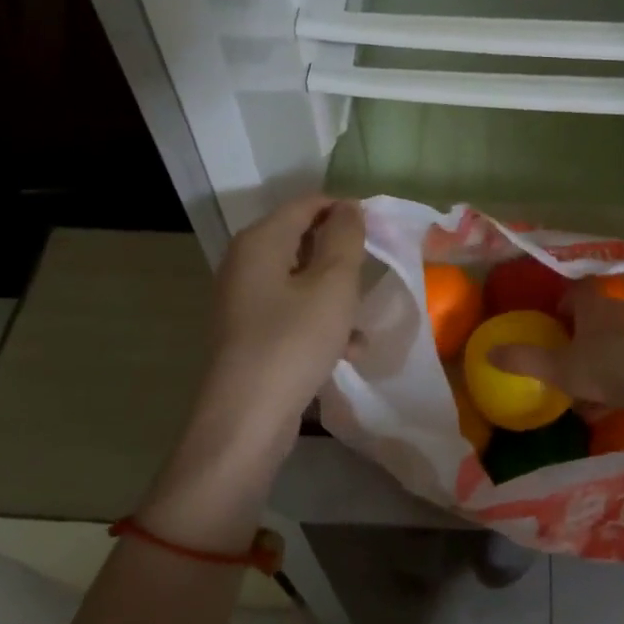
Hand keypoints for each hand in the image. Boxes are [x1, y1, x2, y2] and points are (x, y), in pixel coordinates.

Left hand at [137, 197, 365, 554]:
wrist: (245, 420)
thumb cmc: (294, 342)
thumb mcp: (333, 285)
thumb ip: (345, 238)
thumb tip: (348, 208)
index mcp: (260, 240)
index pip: (307, 203)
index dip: (344, 210)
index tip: (379, 231)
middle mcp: (245, 262)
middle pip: (301, 238)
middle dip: (340, 252)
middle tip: (374, 270)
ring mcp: (243, 299)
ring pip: (300, 277)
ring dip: (334, 290)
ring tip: (363, 313)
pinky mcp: (248, 332)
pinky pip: (291, 309)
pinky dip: (319, 319)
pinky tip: (349, 348)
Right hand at [491, 282, 623, 437]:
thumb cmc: (603, 368)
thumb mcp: (558, 368)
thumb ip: (523, 359)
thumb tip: (488, 353)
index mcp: (593, 304)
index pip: (576, 289)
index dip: (563, 301)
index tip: (553, 320)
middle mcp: (619, 308)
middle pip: (596, 312)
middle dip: (581, 330)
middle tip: (567, 352)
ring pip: (615, 337)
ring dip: (601, 353)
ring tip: (587, 382)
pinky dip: (620, 371)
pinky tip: (612, 400)